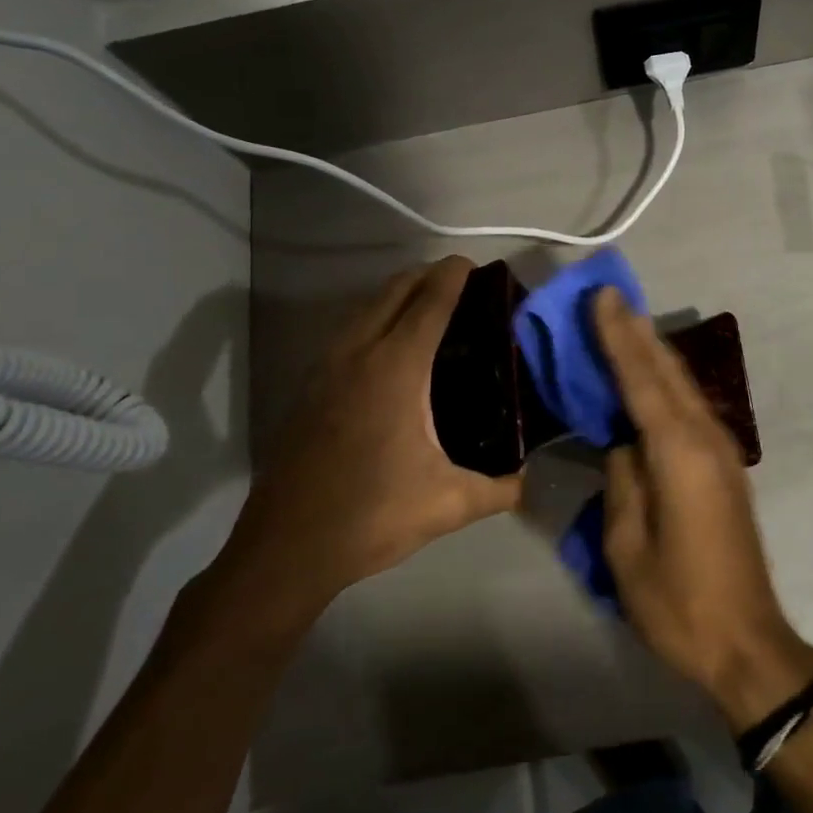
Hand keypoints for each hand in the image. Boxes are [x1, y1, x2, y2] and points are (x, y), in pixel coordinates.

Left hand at [206, 258, 522, 644]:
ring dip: (394, 295)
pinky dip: (372, 319)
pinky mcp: (308, 389)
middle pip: (392, 292)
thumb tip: (526, 483)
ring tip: (425, 306)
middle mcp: (358, 355)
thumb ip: (497, 490)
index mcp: (396, 369)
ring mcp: (325, 369)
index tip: (473, 264)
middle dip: (425, 276)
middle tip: (457, 282)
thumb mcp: (447, 504)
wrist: (286, 548)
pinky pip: (346, 333)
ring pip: (363, 309)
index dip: (452, 276)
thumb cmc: (372, 515)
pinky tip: (385, 348)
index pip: (429, 303)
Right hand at [594, 288, 812, 731]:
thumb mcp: (628, 544)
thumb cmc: (677, 600)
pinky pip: (689, 407)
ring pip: (683, 385)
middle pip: (667, 371)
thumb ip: (623, 479)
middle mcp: (705, 437)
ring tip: (626, 321)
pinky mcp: (724, 466)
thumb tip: (623, 441)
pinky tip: (650, 376)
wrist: (747, 641)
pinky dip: (665, 381)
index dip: (618, 335)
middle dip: (637, 331)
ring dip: (653, 351)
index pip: (641, 379)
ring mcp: (721, 450)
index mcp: (678, 452)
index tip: (602, 295)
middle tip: (610, 295)